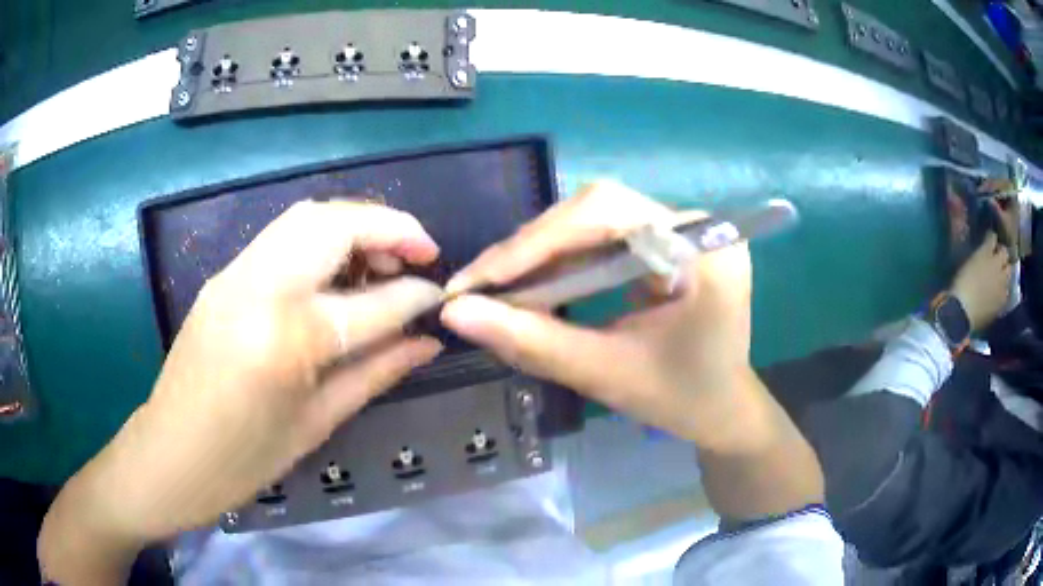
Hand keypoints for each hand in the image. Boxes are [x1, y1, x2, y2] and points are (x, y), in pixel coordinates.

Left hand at [41, 202, 444, 574]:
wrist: (169, 455)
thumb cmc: (244, 459)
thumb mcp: (316, 424)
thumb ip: (376, 372)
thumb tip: (427, 343)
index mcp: (289, 340)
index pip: (373, 302)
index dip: (416, 295)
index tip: (441, 295)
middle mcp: (260, 287)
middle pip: (336, 223)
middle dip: (390, 227)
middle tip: (421, 253)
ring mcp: (235, 273)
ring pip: (307, 215)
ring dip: (355, 224)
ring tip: (383, 258)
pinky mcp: (223, 275)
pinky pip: (282, 236)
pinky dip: (322, 237)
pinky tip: (336, 270)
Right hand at [441, 181, 756, 450]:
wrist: (724, 409)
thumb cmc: (681, 400)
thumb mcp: (607, 374)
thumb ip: (533, 343)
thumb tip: (456, 313)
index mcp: (702, 249)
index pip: (607, 212)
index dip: (536, 241)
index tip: (479, 280)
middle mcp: (696, 224)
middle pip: (598, 208)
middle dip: (533, 247)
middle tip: (480, 287)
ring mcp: (684, 229)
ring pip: (595, 219)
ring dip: (542, 253)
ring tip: (498, 290)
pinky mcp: (669, 241)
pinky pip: (605, 236)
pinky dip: (564, 260)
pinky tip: (536, 286)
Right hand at [952, 231, 1011, 330]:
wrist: (962, 313)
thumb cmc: (960, 284)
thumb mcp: (967, 263)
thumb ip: (979, 255)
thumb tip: (983, 251)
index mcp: (986, 251)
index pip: (993, 237)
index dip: (990, 238)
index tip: (987, 240)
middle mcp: (997, 264)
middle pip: (1005, 253)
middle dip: (1001, 255)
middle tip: (996, 259)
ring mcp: (1002, 284)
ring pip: (1008, 272)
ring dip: (1004, 272)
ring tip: (998, 277)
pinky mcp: (1002, 301)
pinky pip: (1006, 291)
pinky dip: (1003, 290)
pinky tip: (997, 293)